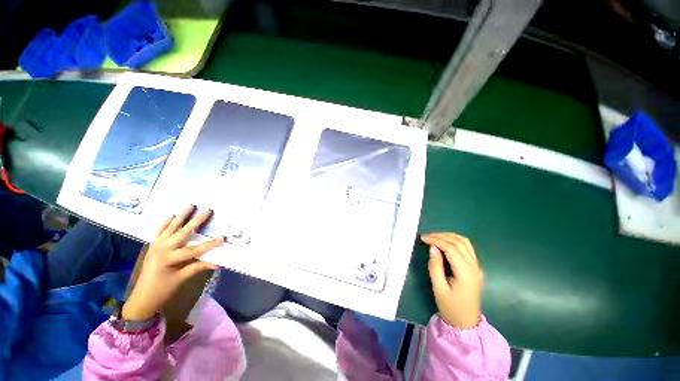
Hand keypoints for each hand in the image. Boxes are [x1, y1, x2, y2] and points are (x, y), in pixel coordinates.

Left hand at [121, 206, 224, 320]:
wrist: (141, 298)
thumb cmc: (162, 290)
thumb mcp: (181, 280)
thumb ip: (197, 267)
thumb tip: (217, 263)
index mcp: (168, 259)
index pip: (194, 250)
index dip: (210, 244)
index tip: (223, 237)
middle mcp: (161, 249)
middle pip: (182, 233)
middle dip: (196, 221)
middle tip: (207, 210)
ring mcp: (155, 246)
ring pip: (170, 228)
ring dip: (181, 216)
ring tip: (190, 206)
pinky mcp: (152, 246)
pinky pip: (159, 231)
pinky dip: (165, 223)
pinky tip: (171, 215)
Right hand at [421, 232, 482, 328]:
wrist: (465, 322)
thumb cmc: (450, 307)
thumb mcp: (438, 288)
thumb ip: (435, 266)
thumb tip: (433, 248)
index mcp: (466, 273)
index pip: (451, 249)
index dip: (436, 240)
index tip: (423, 238)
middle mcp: (474, 267)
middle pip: (459, 243)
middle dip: (442, 236)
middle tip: (427, 236)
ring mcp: (477, 266)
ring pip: (465, 243)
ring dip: (449, 236)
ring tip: (434, 237)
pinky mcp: (475, 267)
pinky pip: (467, 248)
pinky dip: (455, 241)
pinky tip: (445, 242)